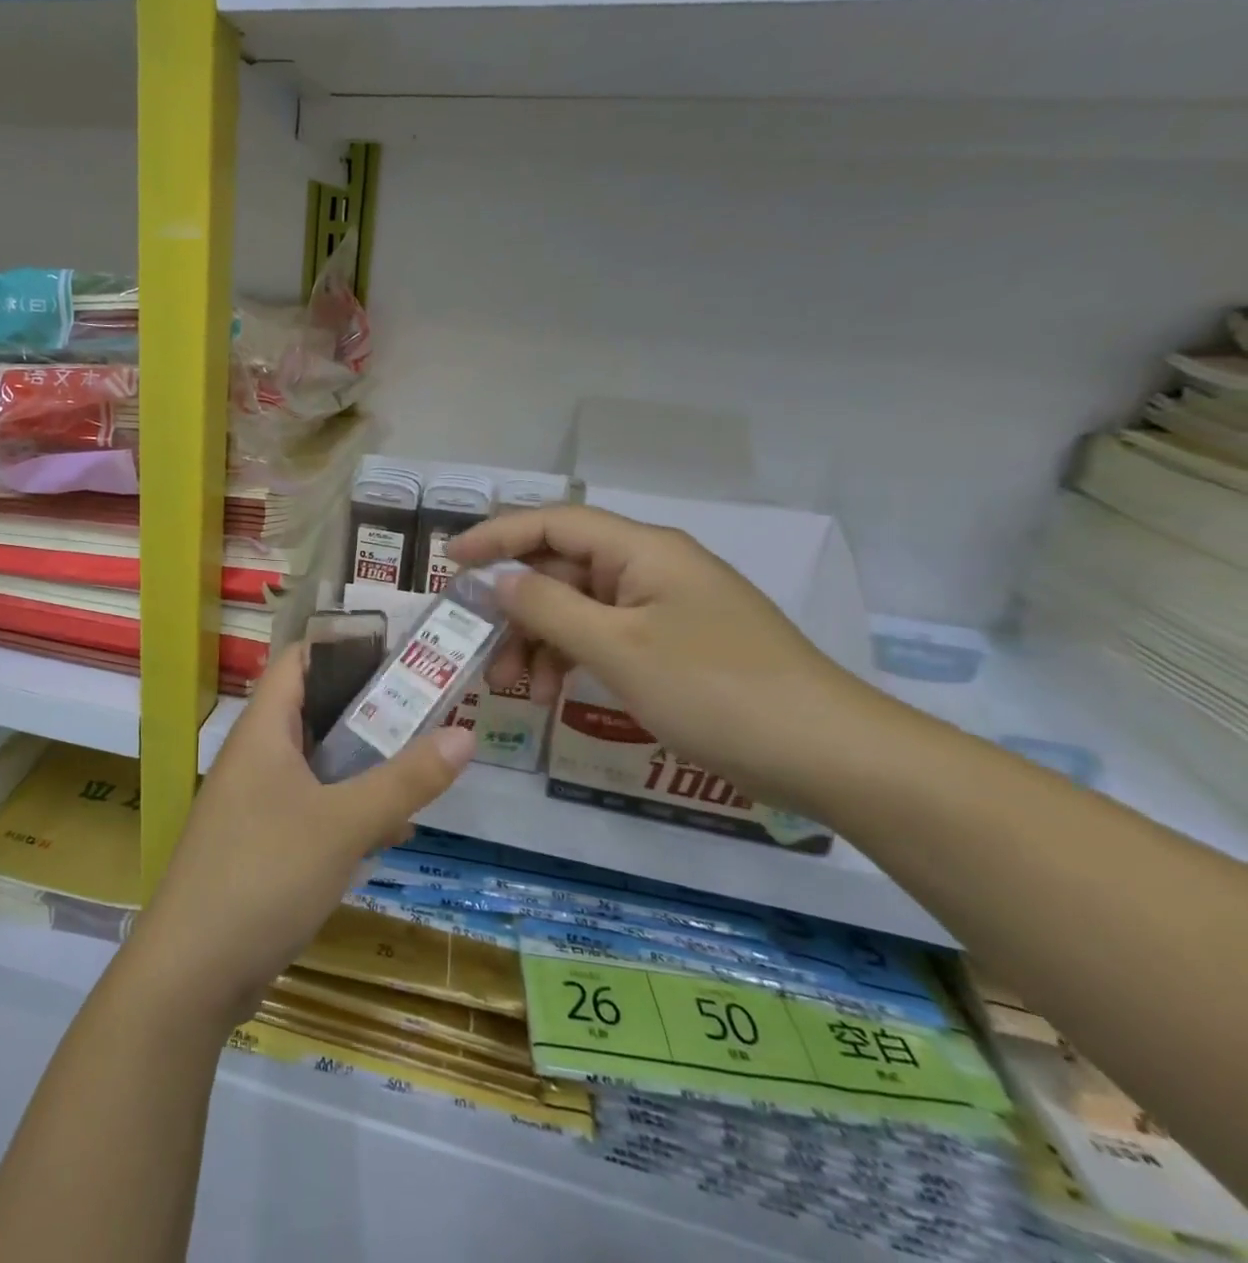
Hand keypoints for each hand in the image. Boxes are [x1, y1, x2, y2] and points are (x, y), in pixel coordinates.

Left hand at [130, 646, 476, 1027]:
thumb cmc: (264, 874)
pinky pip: (313, 808)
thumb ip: (404, 780)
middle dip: (370, 709)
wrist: (193, 971)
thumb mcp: (343, 824)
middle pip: (314, 711)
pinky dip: (350, 810)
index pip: (299, 660)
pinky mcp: (262, 844)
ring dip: (365, 764)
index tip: (400, 650)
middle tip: (429, 707)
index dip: (344, 646)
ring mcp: (256, 802)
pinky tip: (393, 831)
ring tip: (423, 763)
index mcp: (263, 731)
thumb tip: (465, 734)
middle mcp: (256, 756)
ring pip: (318, 764)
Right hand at [446, 505, 887, 812]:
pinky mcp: (673, 646)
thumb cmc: (715, 690)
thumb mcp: (618, 648)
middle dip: (516, 609)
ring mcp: (663, 608)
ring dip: (540, 641)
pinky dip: (572, 659)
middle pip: (562, 570)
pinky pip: (605, 638)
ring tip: (516, 689)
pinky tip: (554, 694)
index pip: (554, 523)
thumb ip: (548, 608)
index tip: (449, 561)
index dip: (497, 536)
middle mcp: (650, 568)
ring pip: (579, 609)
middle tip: (481, 651)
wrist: (828, 754)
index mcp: (642, 551)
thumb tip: (495, 579)